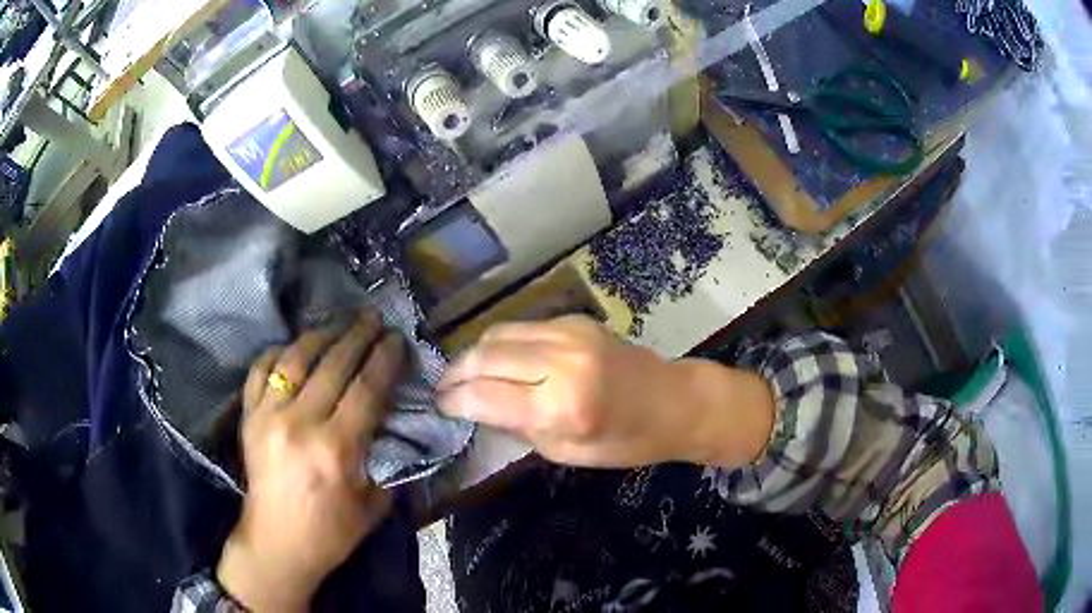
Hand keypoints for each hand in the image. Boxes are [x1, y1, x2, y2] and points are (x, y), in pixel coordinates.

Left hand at [216, 310, 404, 612]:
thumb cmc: (331, 531)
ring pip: (295, 358)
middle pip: (333, 364)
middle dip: (358, 336)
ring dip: (321, 335)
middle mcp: (299, 423)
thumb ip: (383, 456)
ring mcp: (268, 416)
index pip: (366, 388)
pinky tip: (294, 347)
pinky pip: (261, 370)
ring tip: (339, 324)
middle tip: (373, 318)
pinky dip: (278, 352)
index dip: (384, 359)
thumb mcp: (374, 502)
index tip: (396, 339)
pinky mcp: (249, 417)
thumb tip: (389, 419)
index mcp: (335, 448)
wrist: (277, 543)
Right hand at [437, 315, 774, 468]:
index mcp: (561, 405)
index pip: (485, 395)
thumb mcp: (565, 451)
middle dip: (456, 373)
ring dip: (474, 354)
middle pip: (485, 356)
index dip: (454, 400)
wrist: (673, 402)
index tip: (439, 406)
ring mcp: (568, 333)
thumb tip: (476, 407)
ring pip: (498, 333)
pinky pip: (521, 327)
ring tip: (464, 374)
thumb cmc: (624, 441)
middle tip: (442, 389)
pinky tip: (498, 359)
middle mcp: (560, 361)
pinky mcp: (574, 320)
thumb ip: (517, 426)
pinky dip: (501, 343)